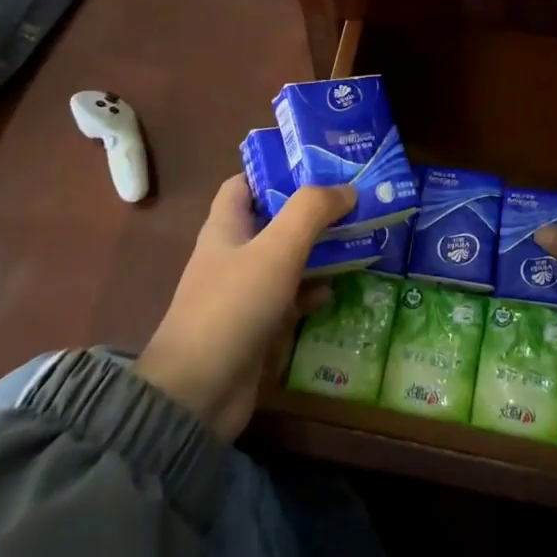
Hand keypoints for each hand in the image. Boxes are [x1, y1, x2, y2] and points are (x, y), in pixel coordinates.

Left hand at [136, 176, 353, 438]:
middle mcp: (232, 254)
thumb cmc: (234, 306)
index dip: (276, 170)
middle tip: (353, 201)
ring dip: (317, 250)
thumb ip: (311, 212)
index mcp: (226, 227)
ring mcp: (243, 292)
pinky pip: (289, 298)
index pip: (245, 183)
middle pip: (273, 220)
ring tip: (357, 238)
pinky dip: (311, 292)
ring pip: (285, 259)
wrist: (199, 391)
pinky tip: (335, 291)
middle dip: (310, 211)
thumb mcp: (277, 249)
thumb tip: (347, 189)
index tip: (318, 165)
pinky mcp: (256, 326)